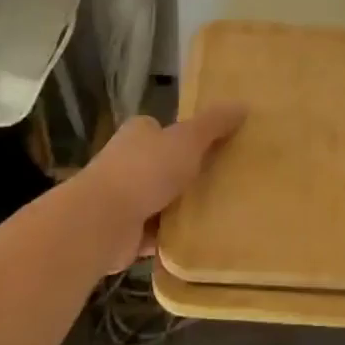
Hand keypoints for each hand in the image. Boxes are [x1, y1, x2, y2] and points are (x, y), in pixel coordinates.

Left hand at [82, 105, 245, 270]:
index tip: (215, 147)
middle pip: (163, 164)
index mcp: (139, 134)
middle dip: (187, 174)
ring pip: (160, 200)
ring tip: (219, 212)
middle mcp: (127, 162)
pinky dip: (172, 237)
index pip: (164, 129)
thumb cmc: (145, 170)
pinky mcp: (124, 231)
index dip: (186, 136)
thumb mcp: (187, 140)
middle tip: (224, 181)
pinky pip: (156, 232)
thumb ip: (213, 124)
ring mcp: (123, 198)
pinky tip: (198, 240)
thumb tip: (242, 105)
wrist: (103, 221)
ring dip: (181, 208)